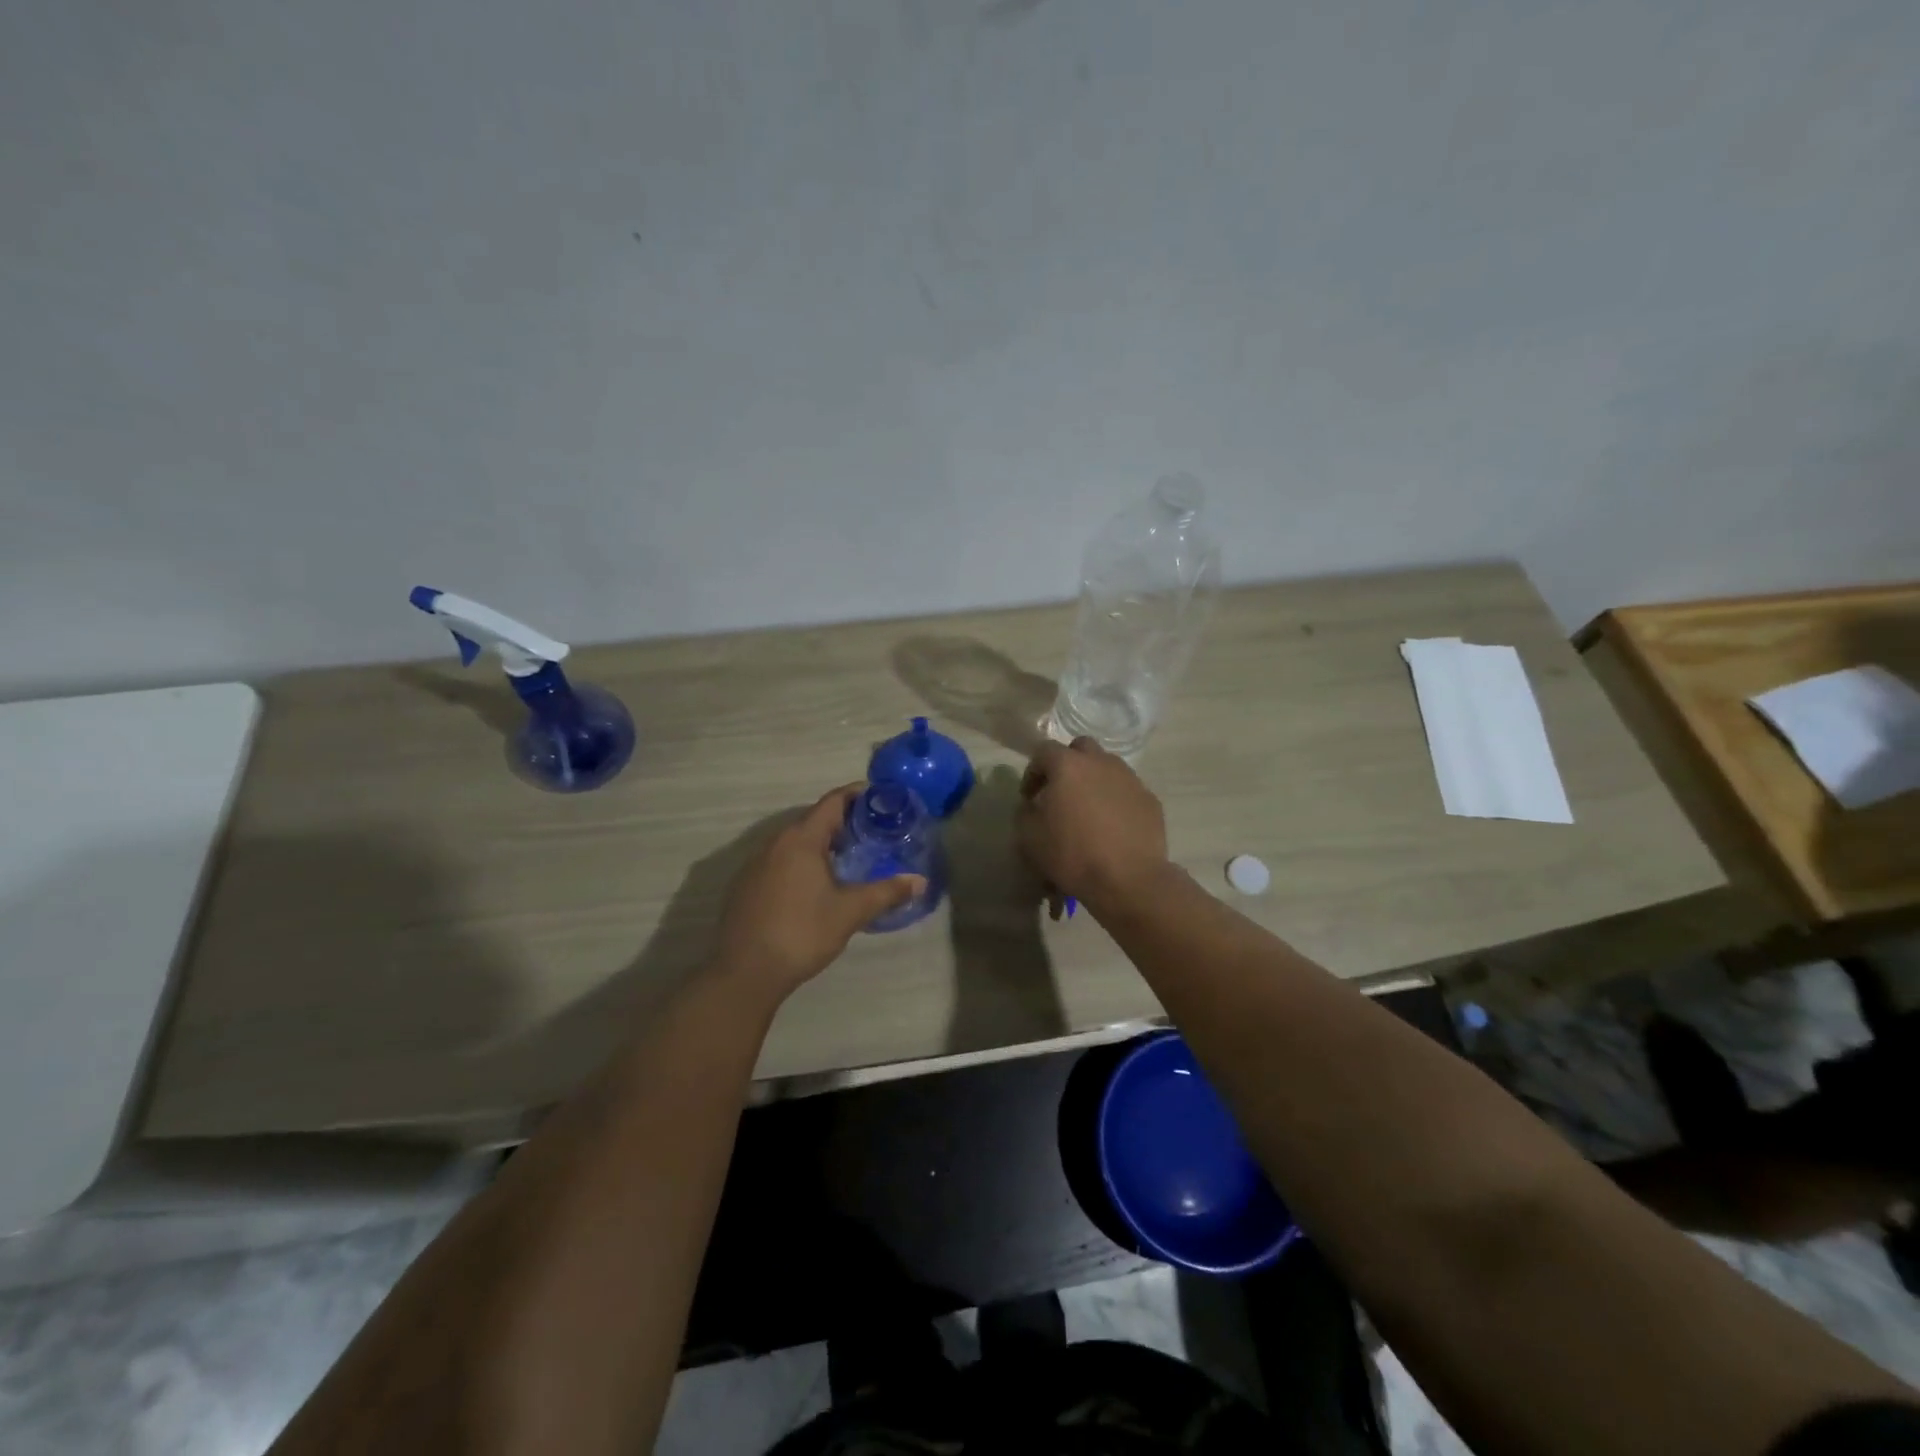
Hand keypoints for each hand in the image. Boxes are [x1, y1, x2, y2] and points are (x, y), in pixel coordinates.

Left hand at [710, 784, 926, 1001]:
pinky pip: (780, 860)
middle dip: (844, 822)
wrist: (745, 972)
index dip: (857, 794)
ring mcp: (756, 864)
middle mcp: (775, 842)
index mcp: (801, 839)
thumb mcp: (850, 912)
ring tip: (850, 858)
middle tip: (874, 833)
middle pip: (814, 819)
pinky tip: (816, 885)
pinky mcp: (746, 885)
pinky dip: (802, 862)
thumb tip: (919, 881)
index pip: (832, 801)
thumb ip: (886, 892)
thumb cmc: (802, 932)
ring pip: (795, 842)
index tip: (881, 797)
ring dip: (822, 843)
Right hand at [1017, 738, 1169, 915]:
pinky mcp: (1150, 800)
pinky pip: (1127, 791)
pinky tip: (1112, 826)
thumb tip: (1032, 806)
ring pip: (1107, 767)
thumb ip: (1025, 812)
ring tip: (1088, 810)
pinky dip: (1115, 800)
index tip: (1029, 797)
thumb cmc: (1072, 854)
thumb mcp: (1029, 837)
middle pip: (1081, 748)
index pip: (1043, 751)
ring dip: (1093, 781)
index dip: (1032, 772)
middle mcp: (1101, 762)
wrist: (1128, 880)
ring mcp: (1130, 779)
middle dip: (1067, 764)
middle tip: (1060, 792)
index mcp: (1068, 765)